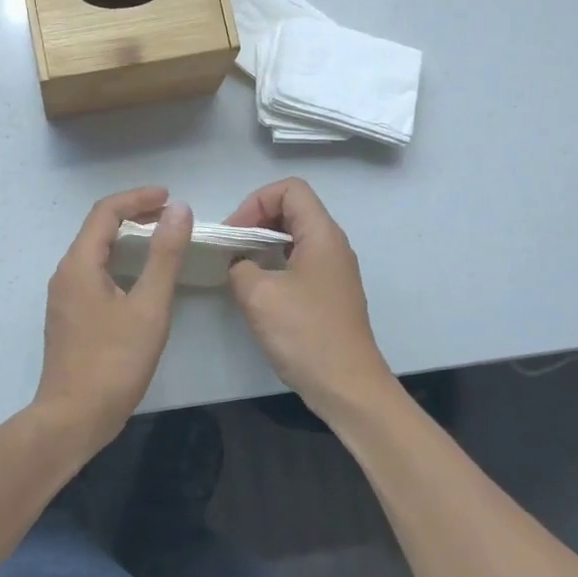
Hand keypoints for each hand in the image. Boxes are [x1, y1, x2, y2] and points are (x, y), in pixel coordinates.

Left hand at [31, 187, 193, 456]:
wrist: (73, 418)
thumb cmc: (114, 362)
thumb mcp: (149, 307)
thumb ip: (165, 255)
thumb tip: (179, 210)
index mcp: (79, 265)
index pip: (105, 212)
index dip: (138, 198)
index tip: (170, 196)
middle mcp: (65, 274)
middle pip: (97, 229)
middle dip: (133, 214)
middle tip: (170, 214)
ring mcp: (64, 297)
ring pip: (95, 252)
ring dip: (126, 238)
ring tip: (160, 237)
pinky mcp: (70, 317)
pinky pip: (94, 273)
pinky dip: (119, 261)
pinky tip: (140, 277)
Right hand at [225, 178, 394, 415]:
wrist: (347, 386)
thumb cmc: (305, 334)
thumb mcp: (258, 295)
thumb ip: (239, 266)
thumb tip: (239, 264)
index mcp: (322, 235)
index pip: (290, 190)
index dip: (256, 201)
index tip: (234, 232)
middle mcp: (333, 245)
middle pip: (293, 209)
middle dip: (256, 220)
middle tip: (230, 247)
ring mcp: (334, 270)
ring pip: (295, 237)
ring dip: (263, 243)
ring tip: (238, 266)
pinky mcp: (330, 293)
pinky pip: (300, 261)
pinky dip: (275, 263)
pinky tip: (257, 289)